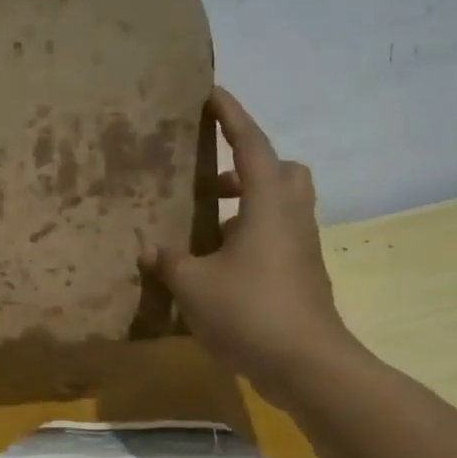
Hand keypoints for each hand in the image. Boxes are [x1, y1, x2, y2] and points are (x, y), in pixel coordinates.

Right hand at [141, 88, 359, 406]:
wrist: (307, 364)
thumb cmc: (250, 311)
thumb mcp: (193, 285)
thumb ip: (168, 261)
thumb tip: (150, 249)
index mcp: (268, 204)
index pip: (250, 144)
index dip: (230, 116)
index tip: (212, 93)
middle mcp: (291, 217)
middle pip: (281, 171)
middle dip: (247, 166)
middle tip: (210, 182)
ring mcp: (301, 248)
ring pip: (279, 207)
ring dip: (245, 206)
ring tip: (205, 228)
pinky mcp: (301, 276)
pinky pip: (276, 238)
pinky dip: (249, 238)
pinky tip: (217, 267)